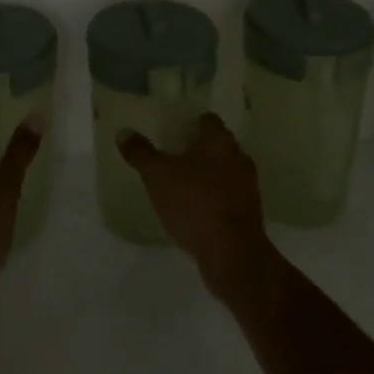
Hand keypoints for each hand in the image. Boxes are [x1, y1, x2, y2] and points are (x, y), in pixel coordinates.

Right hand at [119, 113, 273, 297]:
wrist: (233, 253)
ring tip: (181, 185)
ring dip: (207, 175)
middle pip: (217, 145)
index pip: (207, 120)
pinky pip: (228, 195)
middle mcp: (238, 156)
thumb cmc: (195, 203)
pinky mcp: (250, 212)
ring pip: (224, 171)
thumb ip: (141, 153)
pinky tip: (195, 210)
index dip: (190, 123)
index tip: (173, 131)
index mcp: (219, 140)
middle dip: (197, 149)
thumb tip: (124, 132)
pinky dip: (214, 197)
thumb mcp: (158, 176)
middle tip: (172, 156)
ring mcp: (248, 185)